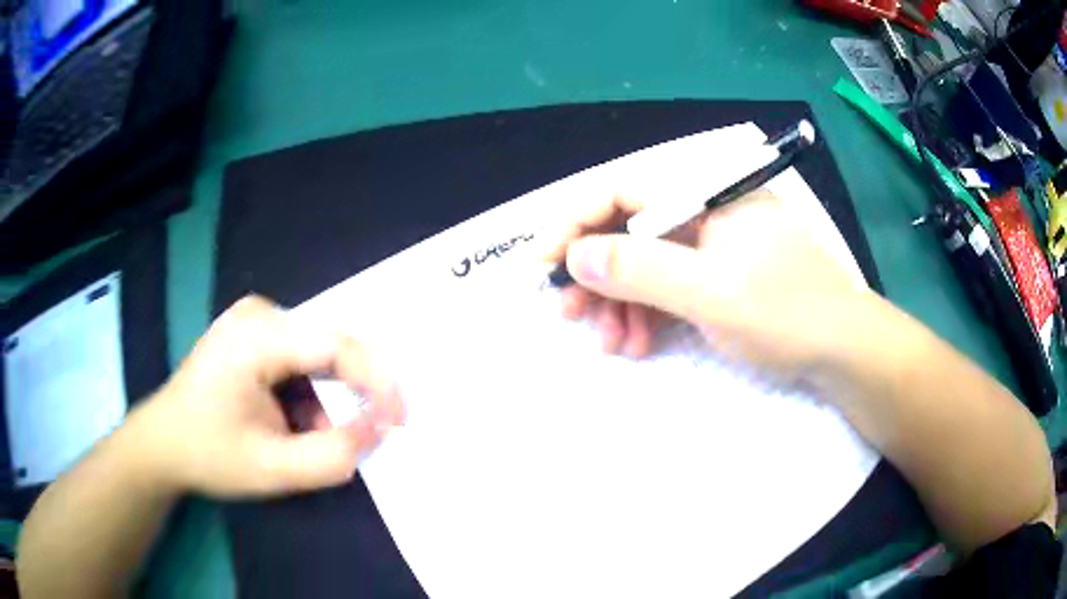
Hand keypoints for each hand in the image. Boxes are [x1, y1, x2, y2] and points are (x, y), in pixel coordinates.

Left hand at [129, 296, 403, 497]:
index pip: (336, 345)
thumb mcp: (272, 469)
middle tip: (359, 437)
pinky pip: (301, 358)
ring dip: (326, 400)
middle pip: (329, 346)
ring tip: (305, 439)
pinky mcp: (253, 333)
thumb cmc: (209, 455)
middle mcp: (259, 314)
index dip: (378, 381)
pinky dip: (309, 395)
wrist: (162, 445)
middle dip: (351, 395)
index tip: (400, 420)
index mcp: (255, 335)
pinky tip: (290, 422)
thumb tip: (379, 428)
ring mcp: (254, 319)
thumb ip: (333, 455)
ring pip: (317, 355)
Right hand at [542, 189, 871, 379]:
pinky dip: (648, 313)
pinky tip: (638, 342)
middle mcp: (706, 211)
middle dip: (597, 273)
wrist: (844, 351)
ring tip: (611, 343)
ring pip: (647, 263)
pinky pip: (670, 286)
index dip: (577, 222)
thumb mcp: (712, 293)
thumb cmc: (788, 314)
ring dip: (620, 302)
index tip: (545, 263)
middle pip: (631, 229)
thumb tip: (575, 257)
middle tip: (569, 314)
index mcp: (707, 194)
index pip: (624, 190)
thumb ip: (641, 269)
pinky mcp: (720, 277)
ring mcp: (714, 246)